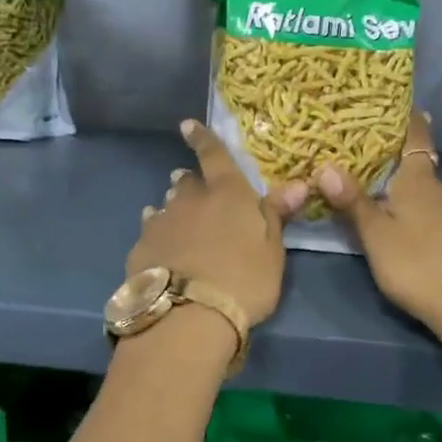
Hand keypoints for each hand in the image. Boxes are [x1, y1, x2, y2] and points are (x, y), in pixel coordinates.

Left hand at [127, 119, 307, 329]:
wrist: (188, 316)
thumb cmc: (243, 280)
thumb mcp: (272, 250)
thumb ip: (277, 214)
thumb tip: (299, 183)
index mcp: (227, 193)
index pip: (214, 156)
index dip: (202, 138)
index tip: (187, 125)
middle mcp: (191, 200)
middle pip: (188, 182)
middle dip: (191, 180)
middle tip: (191, 183)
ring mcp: (162, 222)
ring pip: (167, 205)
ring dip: (174, 205)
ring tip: (178, 214)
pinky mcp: (142, 247)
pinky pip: (150, 230)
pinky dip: (157, 230)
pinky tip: (159, 241)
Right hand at [314, 112, 441, 341]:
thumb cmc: (420, 264)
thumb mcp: (376, 235)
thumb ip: (352, 202)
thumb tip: (325, 165)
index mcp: (419, 180)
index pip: (415, 136)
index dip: (408, 117)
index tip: (396, 101)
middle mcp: (441, 190)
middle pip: (417, 166)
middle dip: (393, 160)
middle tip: (361, 154)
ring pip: (424, 194)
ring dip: (403, 191)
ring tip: (374, 193)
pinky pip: (432, 214)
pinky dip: (415, 212)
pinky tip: (402, 228)